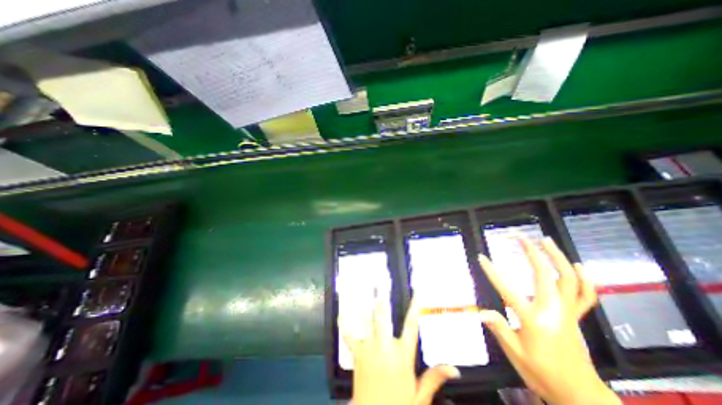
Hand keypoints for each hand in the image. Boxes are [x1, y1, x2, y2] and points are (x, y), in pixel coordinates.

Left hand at [343, 299, 459, 404]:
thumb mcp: (420, 396)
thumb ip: (434, 377)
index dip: (415, 307)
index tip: (418, 292)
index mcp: (403, 355)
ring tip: (361, 290)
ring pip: (366, 323)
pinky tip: (341, 313)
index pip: (411, 326)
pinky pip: (349, 336)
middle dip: (381, 301)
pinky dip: (344, 324)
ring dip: (364, 307)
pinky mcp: (357, 354)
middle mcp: (385, 347)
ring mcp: (369, 349)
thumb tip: (454, 367)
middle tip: (379, 283)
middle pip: (383, 318)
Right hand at [478, 238, 620, 404]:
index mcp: (534, 320)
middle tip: (521, 237)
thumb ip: (500, 329)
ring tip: (546, 240)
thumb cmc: (542, 374)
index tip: (482, 257)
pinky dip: (584, 279)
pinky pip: (585, 295)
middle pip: (545, 275)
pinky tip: (578, 266)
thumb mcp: (516, 354)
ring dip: (557, 257)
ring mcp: (568, 312)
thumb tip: (481, 311)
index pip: (507, 290)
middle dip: (532, 253)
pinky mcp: (576, 317)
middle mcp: (553, 311)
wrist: (581, 396)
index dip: (492, 272)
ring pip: (568, 279)